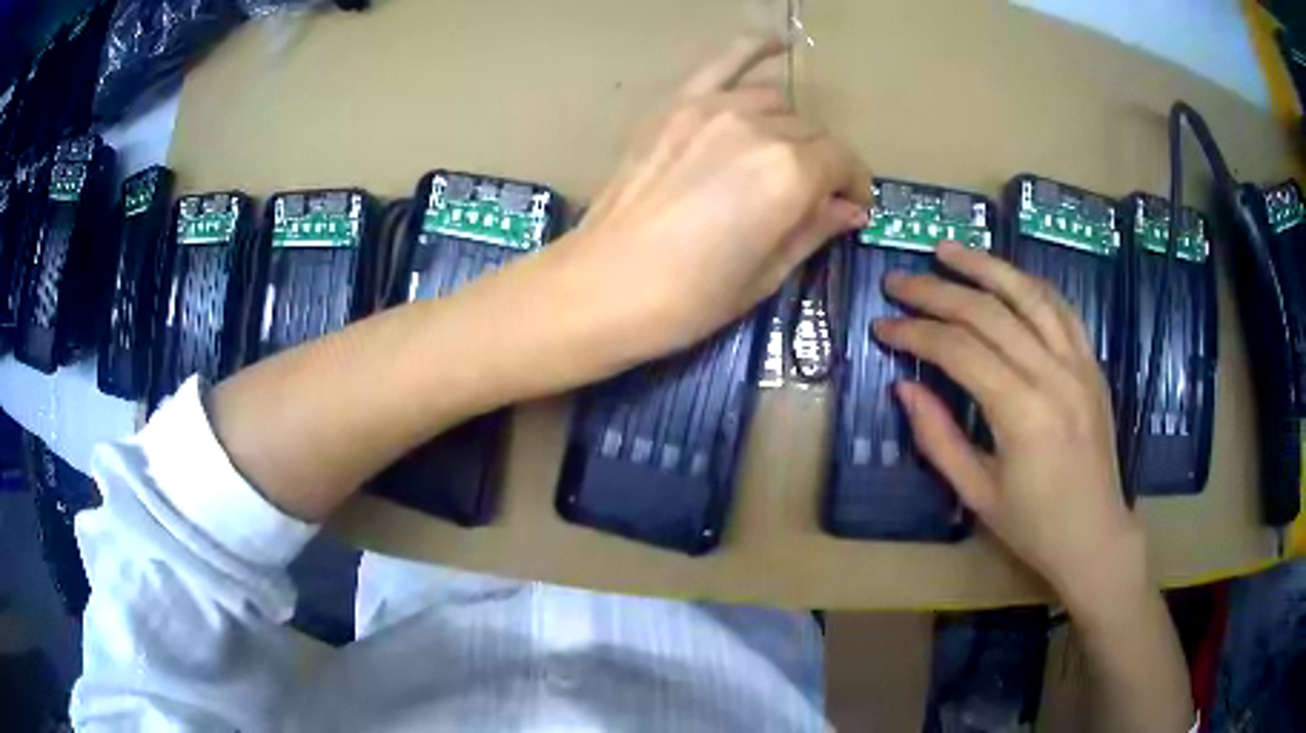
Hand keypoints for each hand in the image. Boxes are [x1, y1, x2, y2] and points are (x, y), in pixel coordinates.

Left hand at [543, 36, 870, 363]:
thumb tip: (850, 208)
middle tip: (813, 196)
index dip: (853, 185)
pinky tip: (774, 45)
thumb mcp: (765, 276)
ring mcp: (711, 109)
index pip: (842, 161)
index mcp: (788, 174)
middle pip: (810, 131)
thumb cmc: (688, 298)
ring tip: (781, 156)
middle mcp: (757, 128)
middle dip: (822, 163)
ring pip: (774, 102)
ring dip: (789, 127)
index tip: (850, 206)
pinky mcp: (674, 107)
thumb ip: (814, 229)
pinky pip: (721, 64)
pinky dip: (751, 50)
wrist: (600, 287)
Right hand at [874, 242, 1146, 612]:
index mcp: (1021, 413)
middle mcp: (1052, 374)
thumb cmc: (1034, 526)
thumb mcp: (977, 493)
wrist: (1095, 536)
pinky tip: (1006, 276)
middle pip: (987, 312)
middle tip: (898, 281)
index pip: (958, 351)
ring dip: (985, 266)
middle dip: (936, 292)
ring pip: (1028, 294)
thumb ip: (938, 438)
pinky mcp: (1092, 363)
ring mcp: (1078, 363)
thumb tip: (903, 388)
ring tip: (948, 249)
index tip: (882, 327)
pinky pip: (1061, 308)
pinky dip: (1029, 285)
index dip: (915, 333)